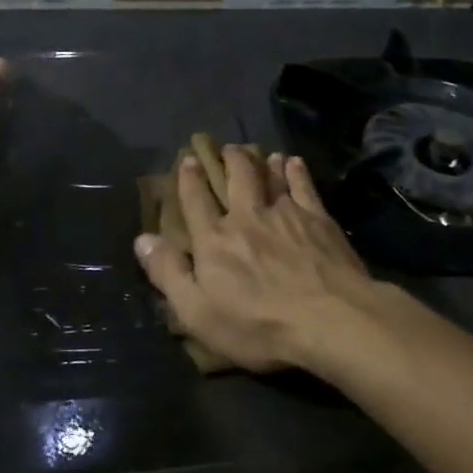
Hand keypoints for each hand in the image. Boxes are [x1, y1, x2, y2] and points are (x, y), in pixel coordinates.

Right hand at [134, 146, 374, 372]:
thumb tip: (142, 239)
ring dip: (263, 162)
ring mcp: (286, 214)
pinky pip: (303, 186)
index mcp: (215, 240)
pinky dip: (296, 172)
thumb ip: (169, 274)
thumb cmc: (259, 325)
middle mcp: (247, 217)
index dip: (190, 179)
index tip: (189, 160)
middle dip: (229, 159)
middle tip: (228, 147)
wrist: (330, 319)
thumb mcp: (199, 312)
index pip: (196, 201)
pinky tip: (294, 163)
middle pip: (237, 178)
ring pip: (271, 177)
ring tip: (261, 152)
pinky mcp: (318, 219)